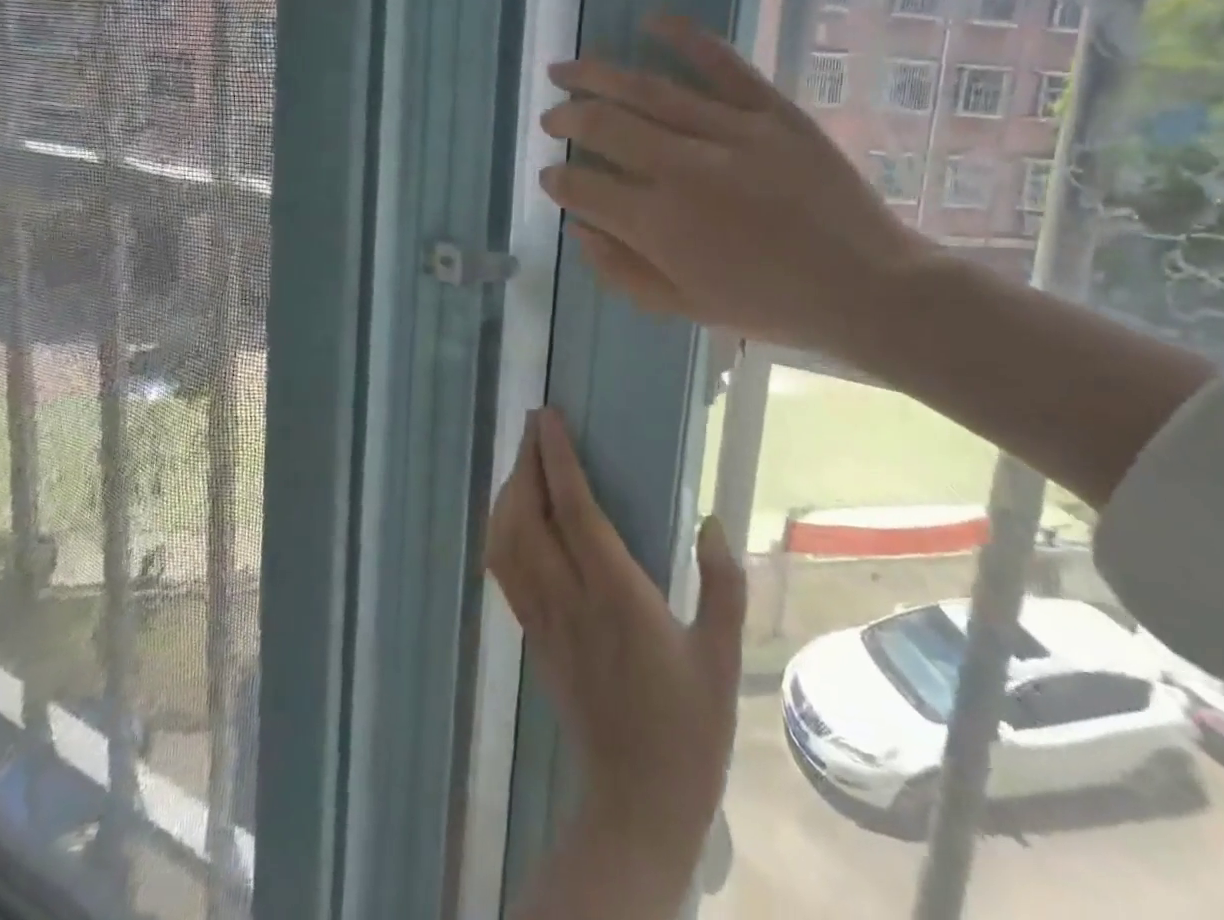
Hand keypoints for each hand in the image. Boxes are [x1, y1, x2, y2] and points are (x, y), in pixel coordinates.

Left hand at [488, 410, 744, 917]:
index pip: (574, 510)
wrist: (637, 804)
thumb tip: (712, 522)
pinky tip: (514, 514)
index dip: (556, 459)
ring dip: (507, 493)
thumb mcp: (722, 656)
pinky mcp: (533, 638)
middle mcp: (569, 599)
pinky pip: (504, 571)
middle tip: (535, 426)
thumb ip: (723, 585)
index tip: (548, 418)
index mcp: (616, 595)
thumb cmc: (689, 728)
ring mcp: (543, 620)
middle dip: (525, 463)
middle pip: (526, 516)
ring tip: (524, 460)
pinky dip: (501, 530)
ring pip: (505, 542)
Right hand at [538, 14, 933, 360]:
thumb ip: (622, 271)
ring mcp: (730, 132)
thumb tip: (579, 229)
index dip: (558, 180)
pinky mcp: (772, 111)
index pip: (585, 188)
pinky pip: (723, 65)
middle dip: (567, 118)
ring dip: (598, 75)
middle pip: (605, 126)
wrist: (864, 285)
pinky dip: (686, 38)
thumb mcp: (685, 308)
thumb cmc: (770, 305)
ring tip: (565, 68)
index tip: (550, 175)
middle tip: (550, 117)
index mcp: (659, 224)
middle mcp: (683, 168)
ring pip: (648, 90)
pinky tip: (651, 20)